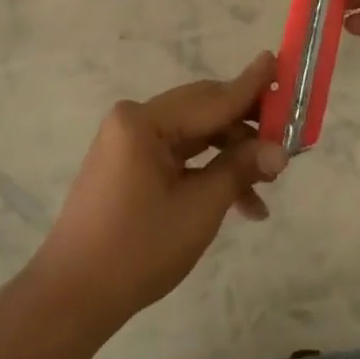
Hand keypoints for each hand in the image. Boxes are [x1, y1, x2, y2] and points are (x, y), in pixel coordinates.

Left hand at [31, 51, 285, 329]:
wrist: (73, 297)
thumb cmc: (138, 249)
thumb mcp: (199, 208)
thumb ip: (240, 168)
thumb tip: (280, 150)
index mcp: (145, 121)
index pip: (212, 98)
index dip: (251, 86)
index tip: (279, 61)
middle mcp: (134, 120)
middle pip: (203, 113)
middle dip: (246, 128)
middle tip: (286, 137)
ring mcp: (128, 143)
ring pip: (194, 136)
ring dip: (231, 157)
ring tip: (268, 185)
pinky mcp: (128, 165)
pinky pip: (178, 155)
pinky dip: (207, 172)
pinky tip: (239, 202)